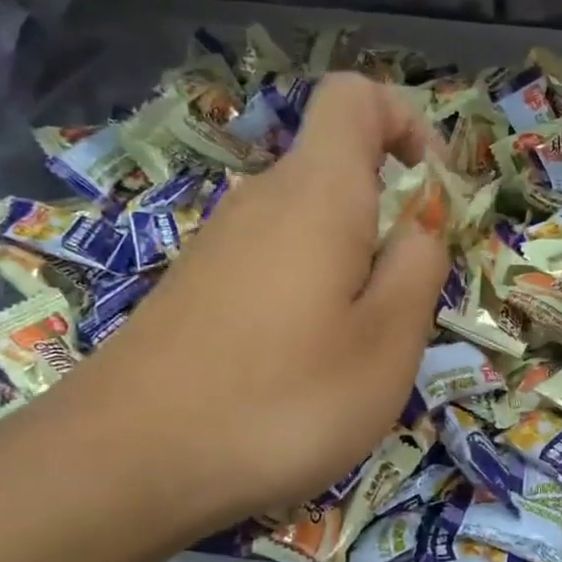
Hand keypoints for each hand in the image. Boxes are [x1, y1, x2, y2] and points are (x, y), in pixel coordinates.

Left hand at [26, 72, 447, 538]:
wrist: (129, 463)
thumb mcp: (388, 341)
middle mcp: (261, 201)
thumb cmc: (284, 399)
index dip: (407, 124)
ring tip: (353, 354)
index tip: (433, 194)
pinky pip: (271, 267)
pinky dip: (306, 298)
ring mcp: (218, 246)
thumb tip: (421, 221)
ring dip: (348, 272)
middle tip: (403, 309)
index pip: (356, 98)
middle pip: (336, 171)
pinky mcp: (194, 291)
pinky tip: (298, 370)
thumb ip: (419, 266)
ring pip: (307, 229)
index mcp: (317, 193)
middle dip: (387, 222)